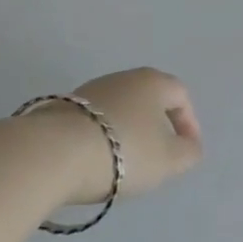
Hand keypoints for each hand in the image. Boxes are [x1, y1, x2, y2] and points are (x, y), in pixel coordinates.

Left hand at [37, 68, 203, 203]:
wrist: (52, 154)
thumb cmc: (124, 151)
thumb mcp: (169, 160)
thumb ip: (188, 153)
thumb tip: (190, 147)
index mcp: (153, 82)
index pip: (181, 96)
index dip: (189, 123)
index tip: (187, 151)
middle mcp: (123, 78)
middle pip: (148, 100)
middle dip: (157, 127)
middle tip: (158, 156)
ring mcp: (89, 91)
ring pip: (119, 110)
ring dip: (127, 133)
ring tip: (124, 164)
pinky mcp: (61, 109)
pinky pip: (93, 123)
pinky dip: (101, 139)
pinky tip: (94, 162)